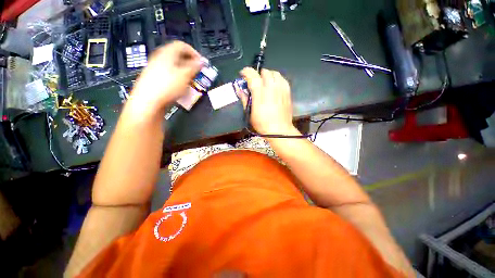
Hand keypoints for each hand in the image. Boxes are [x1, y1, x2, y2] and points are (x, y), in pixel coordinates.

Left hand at [131, 41, 202, 111]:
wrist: (148, 102)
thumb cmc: (167, 86)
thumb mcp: (185, 75)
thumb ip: (194, 66)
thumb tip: (201, 61)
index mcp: (167, 53)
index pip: (182, 45)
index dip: (194, 53)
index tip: (201, 63)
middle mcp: (160, 58)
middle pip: (178, 56)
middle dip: (190, 65)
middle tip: (198, 73)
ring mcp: (156, 68)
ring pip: (174, 66)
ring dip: (185, 72)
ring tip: (191, 81)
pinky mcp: (155, 78)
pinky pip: (170, 74)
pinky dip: (178, 78)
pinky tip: (181, 86)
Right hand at [239, 68, 295, 134]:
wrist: (280, 130)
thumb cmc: (262, 124)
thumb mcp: (250, 113)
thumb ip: (244, 99)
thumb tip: (239, 89)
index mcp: (260, 93)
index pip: (252, 75)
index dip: (246, 72)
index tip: (243, 74)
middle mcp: (271, 87)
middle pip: (264, 72)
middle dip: (257, 74)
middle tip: (255, 82)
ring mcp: (281, 89)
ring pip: (275, 73)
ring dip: (268, 75)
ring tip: (265, 83)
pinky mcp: (288, 92)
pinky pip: (282, 79)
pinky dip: (277, 79)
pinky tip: (274, 87)